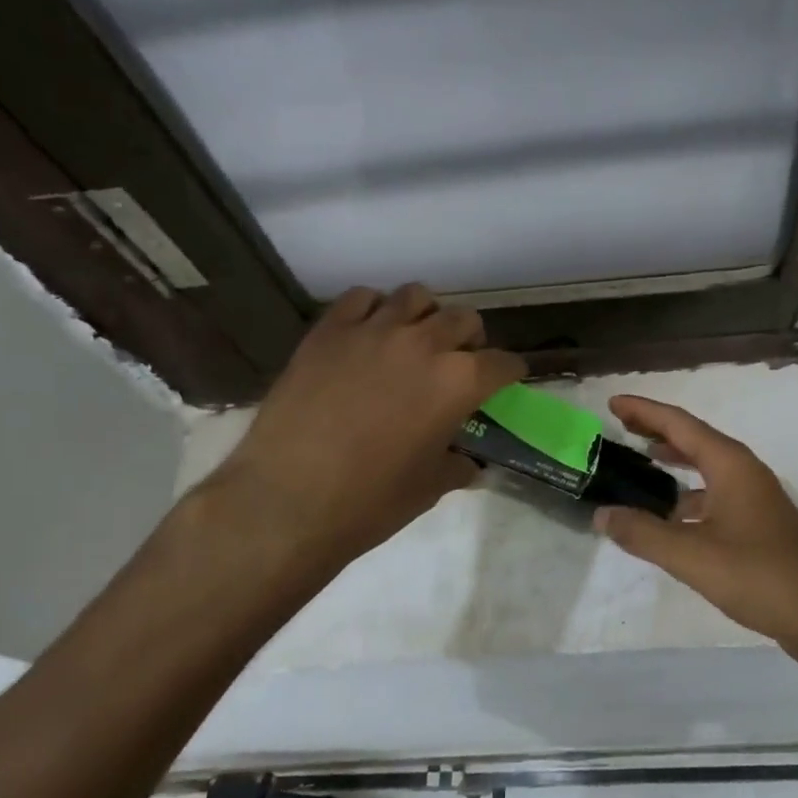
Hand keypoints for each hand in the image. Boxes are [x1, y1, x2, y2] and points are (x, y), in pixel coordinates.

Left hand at [208, 285, 524, 581]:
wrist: (287, 501)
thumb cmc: (370, 502)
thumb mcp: (430, 487)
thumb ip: (457, 465)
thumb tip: (469, 463)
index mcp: (459, 381)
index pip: (503, 363)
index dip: (510, 373)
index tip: (506, 382)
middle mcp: (424, 343)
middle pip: (464, 319)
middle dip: (470, 340)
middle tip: (458, 363)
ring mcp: (373, 330)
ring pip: (415, 296)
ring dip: (425, 316)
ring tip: (414, 340)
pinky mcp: (329, 331)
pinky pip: (361, 297)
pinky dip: (374, 309)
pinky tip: (369, 334)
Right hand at [593, 396, 797, 649]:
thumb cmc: (756, 576)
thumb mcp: (690, 555)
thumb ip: (642, 533)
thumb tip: (602, 515)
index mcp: (730, 465)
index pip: (680, 424)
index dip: (644, 411)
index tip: (613, 403)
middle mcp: (745, 470)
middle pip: (694, 438)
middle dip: (657, 428)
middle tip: (621, 424)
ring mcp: (756, 495)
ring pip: (708, 465)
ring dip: (675, 459)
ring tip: (642, 458)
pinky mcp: (759, 520)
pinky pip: (716, 490)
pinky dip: (689, 491)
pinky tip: (671, 512)